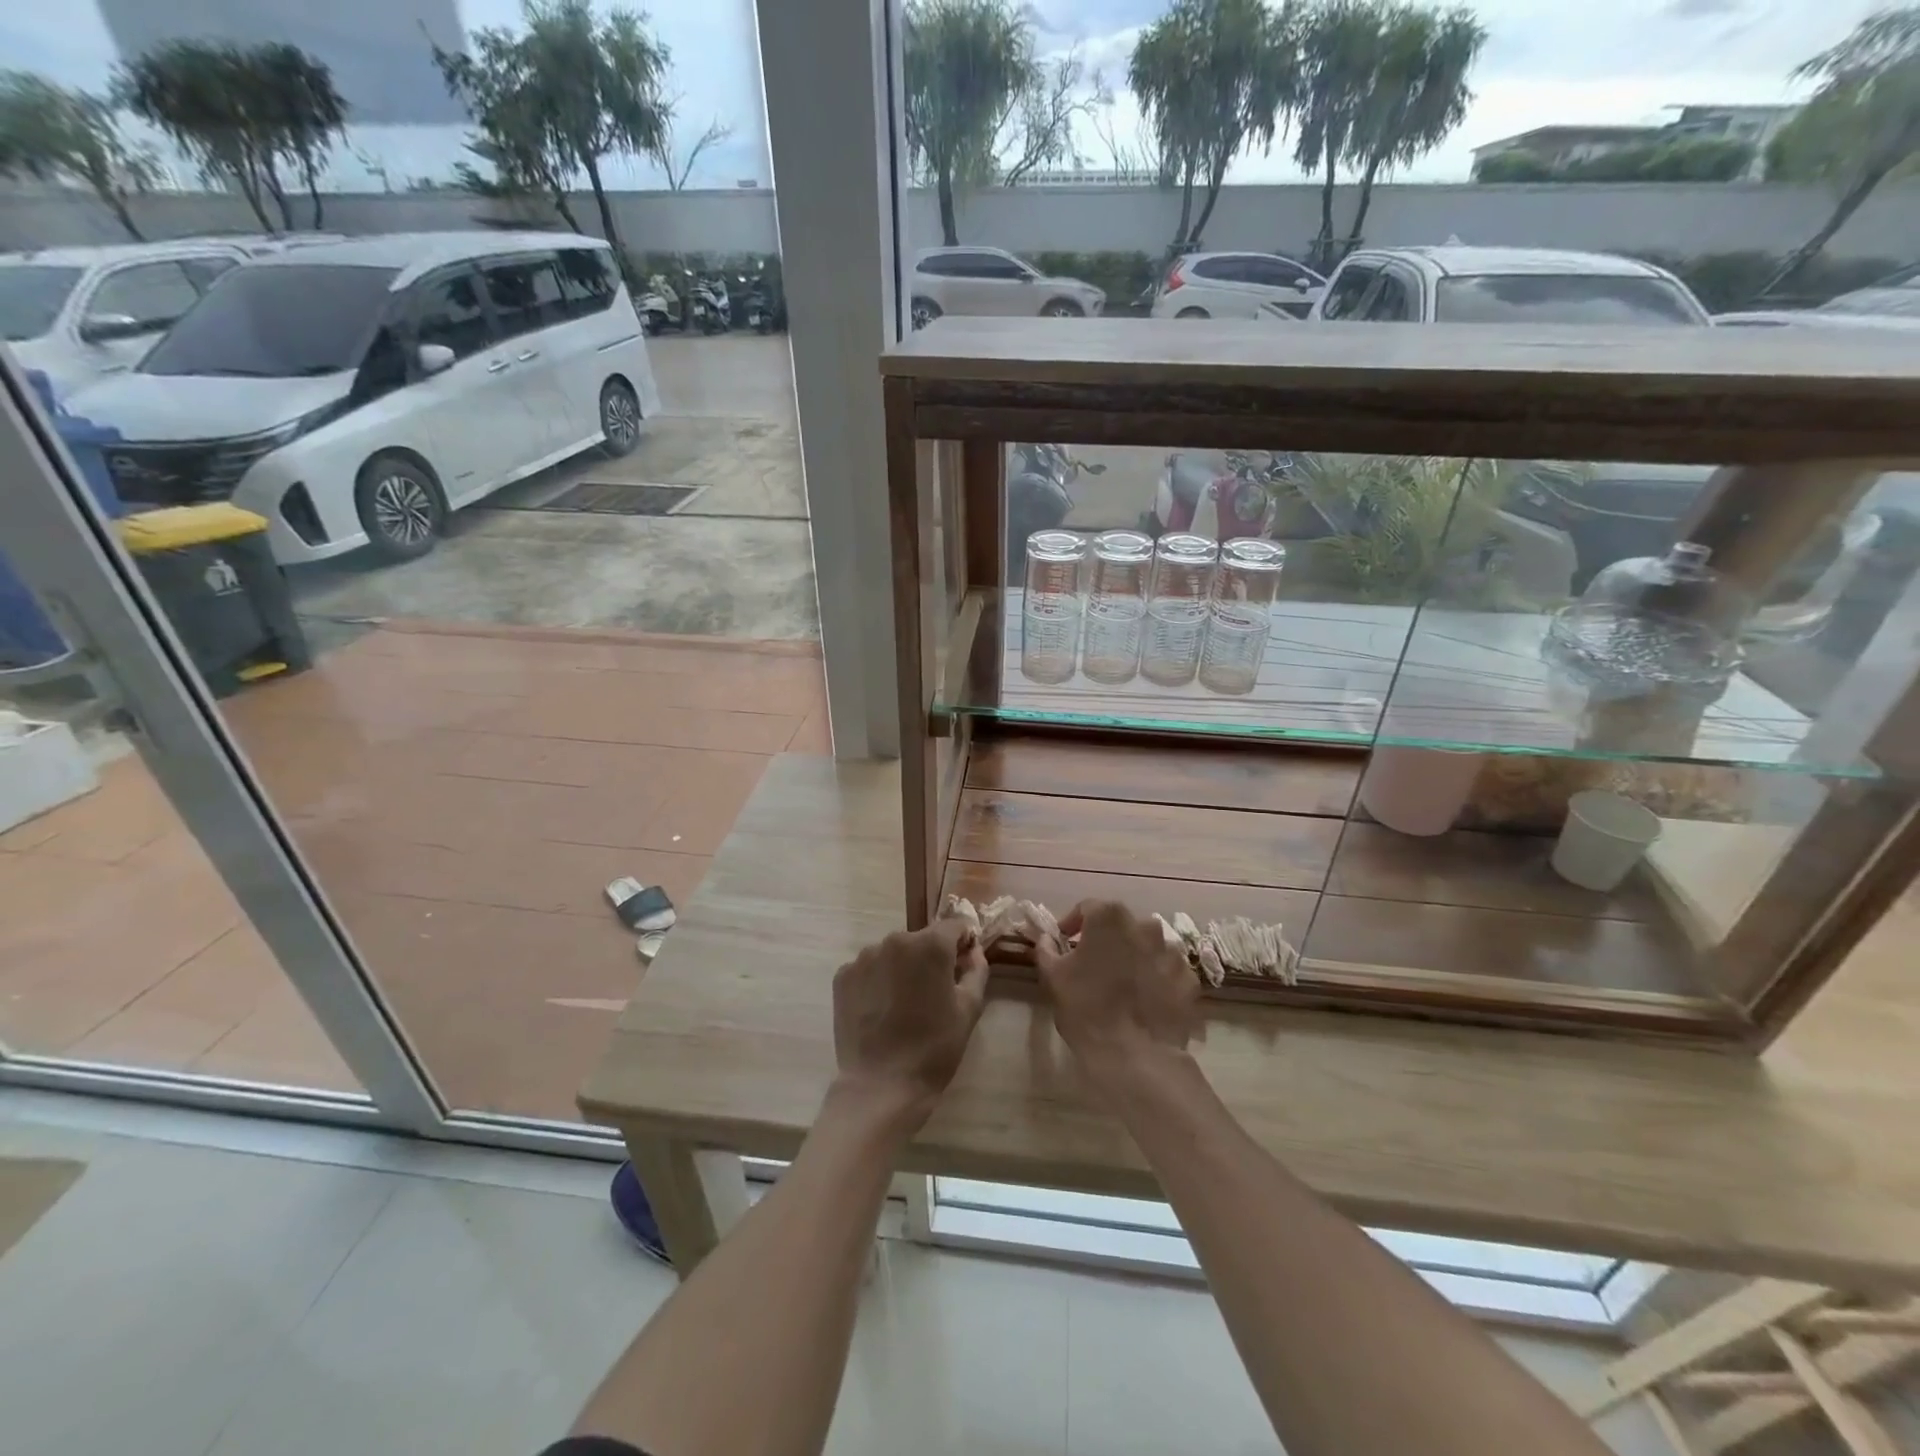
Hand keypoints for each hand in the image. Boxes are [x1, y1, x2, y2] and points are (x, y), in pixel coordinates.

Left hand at [831, 921, 988, 1129]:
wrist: (882, 1085)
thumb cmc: (935, 1047)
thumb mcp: (969, 1008)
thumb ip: (977, 969)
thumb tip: (972, 949)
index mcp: (930, 944)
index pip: (954, 926)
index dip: (962, 943)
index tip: (962, 966)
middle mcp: (895, 940)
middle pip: (921, 939)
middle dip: (930, 957)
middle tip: (933, 993)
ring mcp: (865, 956)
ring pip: (893, 953)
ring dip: (902, 968)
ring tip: (904, 1005)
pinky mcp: (843, 976)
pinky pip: (869, 969)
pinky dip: (877, 981)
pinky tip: (881, 1010)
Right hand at [1035, 901, 1198, 1079]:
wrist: (1135, 1056)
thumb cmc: (1086, 1008)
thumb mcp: (1053, 977)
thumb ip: (1047, 949)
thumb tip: (1047, 938)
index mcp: (1109, 918)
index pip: (1088, 908)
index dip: (1073, 923)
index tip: (1064, 942)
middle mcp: (1145, 925)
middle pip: (1121, 925)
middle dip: (1107, 939)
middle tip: (1093, 963)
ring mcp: (1171, 953)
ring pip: (1148, 946)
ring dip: (1134, 956)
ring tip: (1122, 983)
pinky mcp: (1189, 980)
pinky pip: (1168, 971)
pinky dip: (1157, 978)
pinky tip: (1146, 1000)